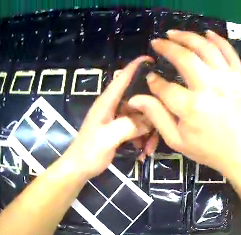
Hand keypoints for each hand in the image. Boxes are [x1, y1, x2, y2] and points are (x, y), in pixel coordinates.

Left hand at [56, 57, 154, 178]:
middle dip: (151, 112)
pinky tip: (143, 152)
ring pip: (139, 116)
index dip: (136, 66)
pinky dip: (142, 138)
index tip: (152, 59)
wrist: (79, 168)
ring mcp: (116, 118)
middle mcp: (113, 106)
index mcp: (107, 102)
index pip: (122, 77)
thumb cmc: (88, 152)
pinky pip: (136, 128)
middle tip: (161, 127)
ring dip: (148, 131)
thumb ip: (128, 126)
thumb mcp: (107, 138)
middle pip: (137, 99)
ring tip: (149, 148)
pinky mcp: (118, 129)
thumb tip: (150, 120)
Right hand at [128, 30, 240, 176]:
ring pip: (206, 48)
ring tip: (174, 33)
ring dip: (188, 36)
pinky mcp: (240, 78)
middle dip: (167, 46)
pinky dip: (218, 39)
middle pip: (184, 57)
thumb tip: (136, 98)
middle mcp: (209, 88)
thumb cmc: (209, 149)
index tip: (150, 78)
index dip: (153, 81)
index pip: (164, 86)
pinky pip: (229, 52)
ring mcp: (227, 80)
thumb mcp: (177, 141)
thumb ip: (156, 117)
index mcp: (191, 108)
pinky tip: (207, 33)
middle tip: (157, 42)